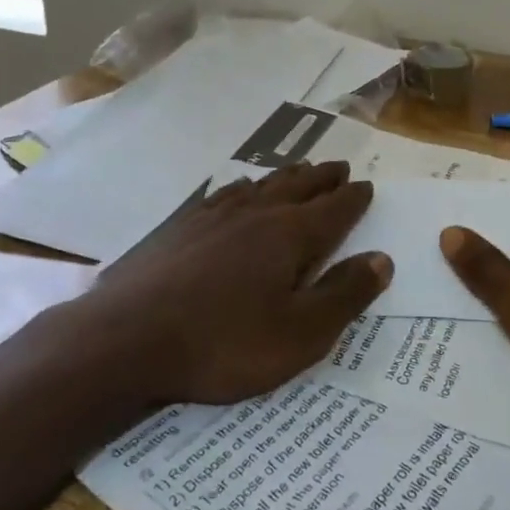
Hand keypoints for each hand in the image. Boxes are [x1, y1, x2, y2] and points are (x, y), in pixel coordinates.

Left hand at [69, 160, 391, 405]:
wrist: (128, 339)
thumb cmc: (224, 343)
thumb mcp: (300, 334)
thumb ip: (344, 295)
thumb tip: (381, 259)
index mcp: (289, 235)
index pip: (333, 209)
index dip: (353, 198)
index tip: (366, 185)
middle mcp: (255, 214)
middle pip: (297, 187)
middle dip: (322, 178)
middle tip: (338, 167)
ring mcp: (214, 216)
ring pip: (260, 185)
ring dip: (285, 177)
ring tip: (298, 171)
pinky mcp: (181, 227)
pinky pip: (223, 195)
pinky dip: (242, 188)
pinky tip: (238, 190)